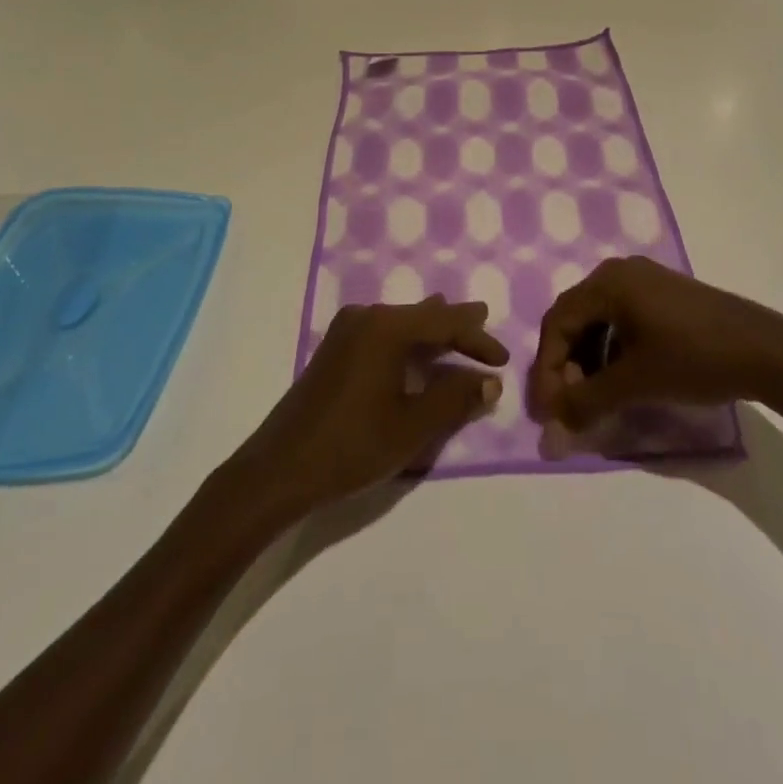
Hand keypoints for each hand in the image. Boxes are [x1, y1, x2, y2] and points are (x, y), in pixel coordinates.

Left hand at [227, 297, 507, 520]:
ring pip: (401, 322)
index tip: (503, 359)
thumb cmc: (352, 445)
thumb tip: (489, 380)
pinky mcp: (334, 349)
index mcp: (386, 327)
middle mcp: (366, 317)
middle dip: (455, 324)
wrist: (280, 468)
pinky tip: (415, 348)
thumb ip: (455, 398)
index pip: (445, 322)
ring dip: (431, 331)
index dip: (477, 338)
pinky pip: (382, 332)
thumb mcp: (413, 426)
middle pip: (422, 315)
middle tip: (484, 320)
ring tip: (457, 328)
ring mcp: (345, 331)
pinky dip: (408, 340)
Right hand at [531, 257, 782, 429]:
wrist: (767, 351)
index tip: (546, 412)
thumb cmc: (694, 358)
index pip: (557, 324)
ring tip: (592, 397)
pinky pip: (621, 318)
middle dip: (565, 365)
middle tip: (566, 405)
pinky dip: (611, 350)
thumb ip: (587, 402)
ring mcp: (644, 280)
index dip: (546, 369)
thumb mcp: (635, 383)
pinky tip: (619, 378)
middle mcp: (619, 271)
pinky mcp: (664, 294)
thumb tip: (552, 426)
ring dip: (587, 360)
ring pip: (598, 320)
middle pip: (574, 318)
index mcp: (606, 282)